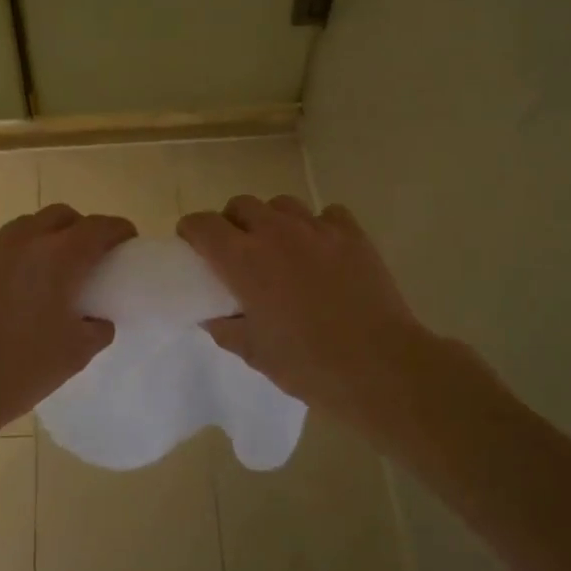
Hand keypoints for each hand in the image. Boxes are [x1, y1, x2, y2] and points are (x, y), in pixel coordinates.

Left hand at [0, 204, 135, 443]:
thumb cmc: (22, 371)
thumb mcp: (77, 354)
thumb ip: (97, 328)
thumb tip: (97, 319)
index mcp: (61, 258)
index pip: (99, 227)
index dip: (118, 230)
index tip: (126, 240)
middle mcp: (25, 240)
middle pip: (60, 215)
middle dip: (79, 228)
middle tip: (85, 253)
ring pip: (22, 225)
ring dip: (40, 236)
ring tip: (42, 263)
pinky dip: (2, 247)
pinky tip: (1, 269)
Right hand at [177, 197, 441, 425]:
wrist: (378, 366)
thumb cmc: (307, 364)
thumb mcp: (254, 353)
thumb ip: (225, 328)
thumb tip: (213, 316)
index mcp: (243, 260)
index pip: (203, 225)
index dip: (191, 231)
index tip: (192, 246)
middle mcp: (276, 233)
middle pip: (241, 205)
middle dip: (231, 222)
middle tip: (237, 252)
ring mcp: (317, 229)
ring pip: (281, 204)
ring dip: (272, 221)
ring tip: (280, 248)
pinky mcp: (352, 234)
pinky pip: (326, 214)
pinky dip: (317, 226)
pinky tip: (321, 250)